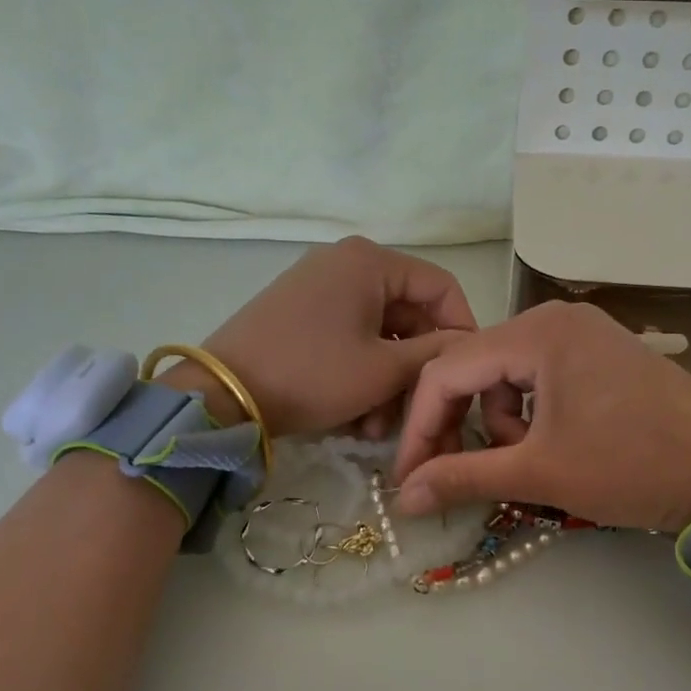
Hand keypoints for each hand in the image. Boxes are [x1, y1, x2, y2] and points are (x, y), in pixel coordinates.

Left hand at [187, 237, 476, 437]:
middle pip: (407, 313)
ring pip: (377, 332)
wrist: (223, 394)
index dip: (461, 328)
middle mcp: (345, 263)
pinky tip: (354, 417)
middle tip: (415, 413)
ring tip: (377, 429)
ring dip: (387, 381)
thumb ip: (435, 354)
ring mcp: (318, 288)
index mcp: (369, 261)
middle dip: (414, 368)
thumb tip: (468, 345)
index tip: (465, 372)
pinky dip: (358, 373)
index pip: (440, 286)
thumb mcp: (383, 370)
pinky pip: (348, 338)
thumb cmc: (312, 374)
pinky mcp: (299, 314)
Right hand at [391, 301, 690, 530]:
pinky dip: (527, 412)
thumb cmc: (633, 466)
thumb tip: (403, 499)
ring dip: (496, 422)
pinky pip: (537, 375)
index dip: (419, 425)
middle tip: (452, 473)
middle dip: (457, 423)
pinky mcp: (597, 352)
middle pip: (473, 367)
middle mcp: (553, 319)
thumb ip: (463, 477)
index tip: (407, 475)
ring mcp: (579, 332)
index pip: (447, 371)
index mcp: (537, 332)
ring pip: (504, 373)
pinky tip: (549, 444)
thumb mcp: (540, 473)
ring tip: (523, 461)